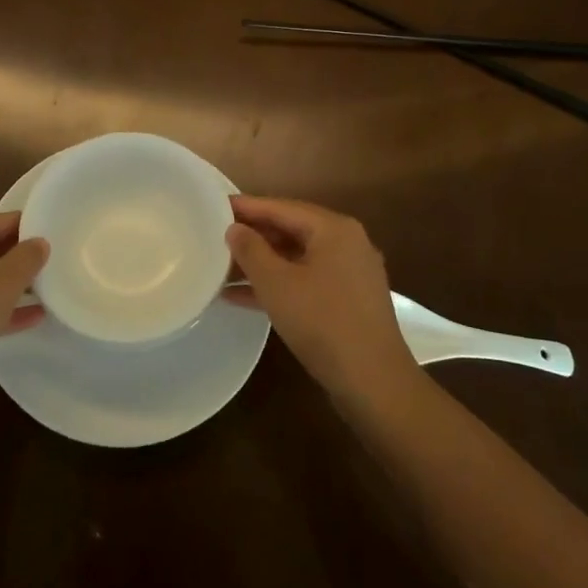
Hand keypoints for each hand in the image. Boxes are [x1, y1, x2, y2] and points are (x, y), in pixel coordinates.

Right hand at [226, 196, 417, 401]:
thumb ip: (251, 250)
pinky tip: (241, 297)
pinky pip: (305, 281)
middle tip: (214, 237)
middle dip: (252, 237)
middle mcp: (346, 243)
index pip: (282, 208)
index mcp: (334, 229)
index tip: (214, 205)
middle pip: (291, 230)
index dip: (246, 207)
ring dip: (260, 265)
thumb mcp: (276, 284)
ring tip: (220, 269)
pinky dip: (277, 285)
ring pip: (296, 259)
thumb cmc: (322, 322)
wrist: (373, 382)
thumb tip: (235, 228)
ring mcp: (350, 273)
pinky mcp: (347, 301)